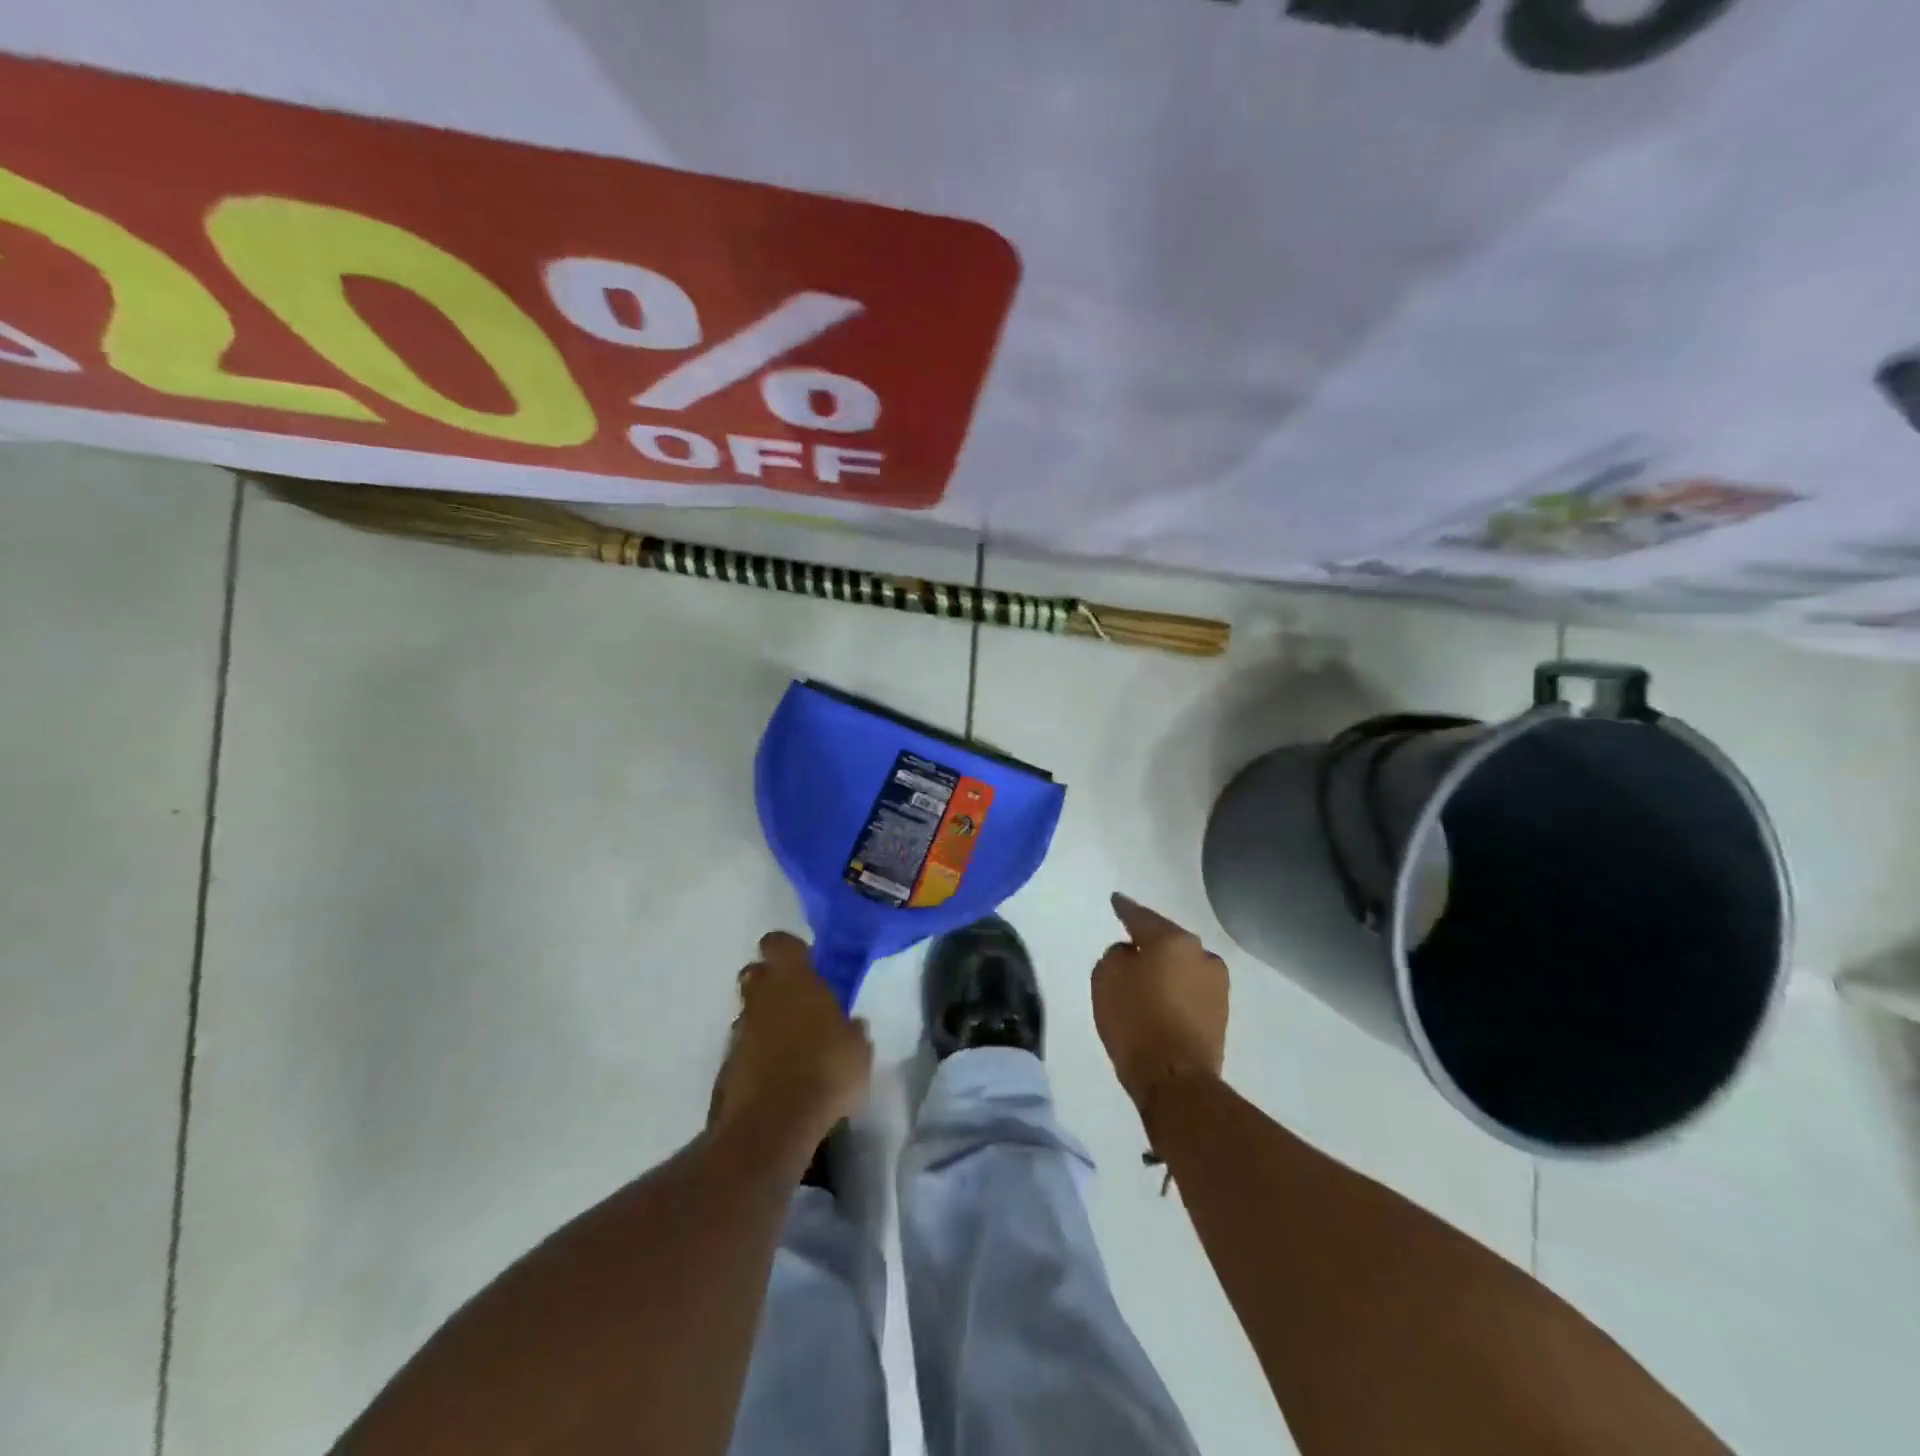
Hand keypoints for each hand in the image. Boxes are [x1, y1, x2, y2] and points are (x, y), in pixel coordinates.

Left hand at [713, 932, 872, 1151]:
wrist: (773, 1124)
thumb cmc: (826, 1071)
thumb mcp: (858, 1050)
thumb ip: (852, 1031)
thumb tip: (851, 1025)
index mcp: (794, 980)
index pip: (779, 943)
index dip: (790, 949)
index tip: (807, 962)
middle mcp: (762, 998)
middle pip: (756, 973)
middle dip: (772, 981)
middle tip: (798, 1001)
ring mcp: (740, 1031)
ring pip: (749, 1011)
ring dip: (765, 1020)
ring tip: (791, 1046)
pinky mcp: (726, 1065)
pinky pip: (744, 1047)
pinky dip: (757, 1054)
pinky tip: (777, 1075)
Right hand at [1092, 894, 1228, 1110]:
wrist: (1175, 1080)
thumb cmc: (1135, 1020)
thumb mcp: (1106, 977)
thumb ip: (1117, 954)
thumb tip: (1133, 954)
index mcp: (1173, 940)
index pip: (1142, 917)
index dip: (1125, 909)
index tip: (1116, 901)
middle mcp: (1201, 955)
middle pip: (1168, 940)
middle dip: (1150, 941)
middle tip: (1130, 942)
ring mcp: (1217, 985)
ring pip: (1183, 965)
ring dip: (1166, 967)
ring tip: (1146, 976)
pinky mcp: (1221, 1014)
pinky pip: (1190, 989)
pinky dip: (1175, 990)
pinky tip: (1161, 999)